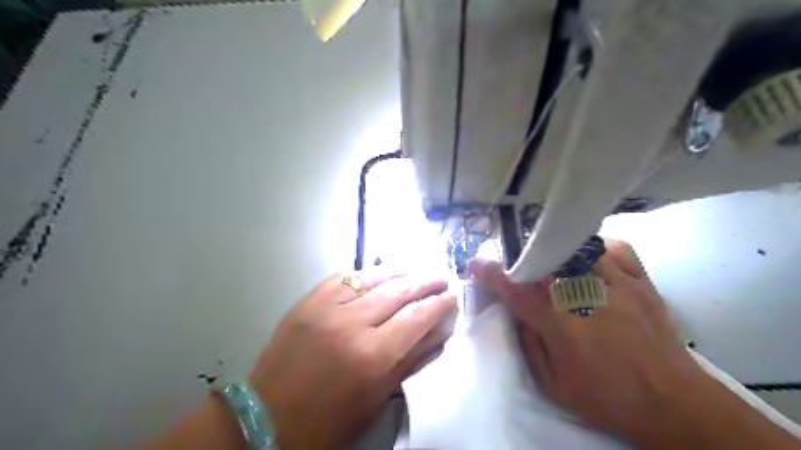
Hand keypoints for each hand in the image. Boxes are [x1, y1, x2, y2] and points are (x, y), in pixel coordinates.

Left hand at [247, 266, 456, 449]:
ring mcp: (326, 307)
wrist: (266, 418)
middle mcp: (351, 324)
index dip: (439, 304)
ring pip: (372, 277)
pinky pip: (342, 277)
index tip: (452, 296)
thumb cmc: (327, 420)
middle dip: (425, 281)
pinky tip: (377, 273)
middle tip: (441, 276)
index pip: (417, 317)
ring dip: (399, 271)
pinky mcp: (307, 301)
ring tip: (416, 269)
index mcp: (372, 356)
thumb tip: (437, 333)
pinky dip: (365, 273)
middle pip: (399, 290)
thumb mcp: (376, 398)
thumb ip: (410, 361)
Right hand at [471, 241, 705, 444]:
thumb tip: (515, 311)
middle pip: (541, 260)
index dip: (490, 273)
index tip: (476, 264)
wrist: (673, 402)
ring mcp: (615, 281)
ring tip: (550, 261)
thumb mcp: (552, 384)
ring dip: (554, 251)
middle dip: (519, 259)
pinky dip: (596, 248)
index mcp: (558, 321)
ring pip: (574, 247)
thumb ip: (527, 342)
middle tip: (513, 265)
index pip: (514, 289)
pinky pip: (613, 247)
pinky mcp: (639, 279)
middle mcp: (583, 293)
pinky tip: (588, 259)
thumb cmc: (606, 397)